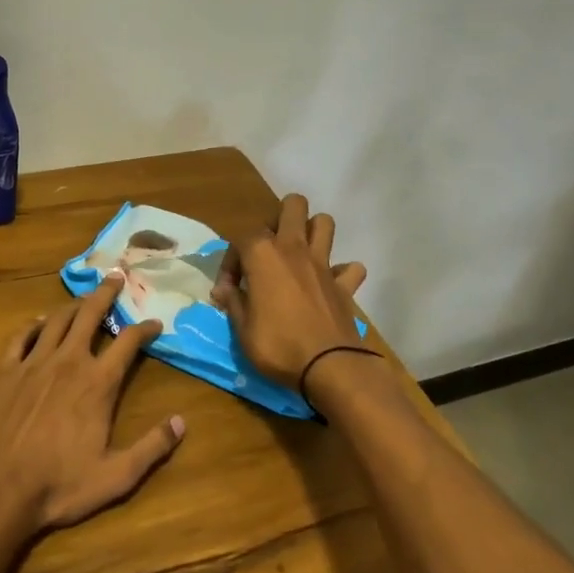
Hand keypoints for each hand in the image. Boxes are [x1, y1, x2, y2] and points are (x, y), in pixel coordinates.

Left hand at [0, 276, 185, 530]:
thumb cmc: (60, 485)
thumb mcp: (117, 476)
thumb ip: (152, 447)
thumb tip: (181, 422)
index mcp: (98, 383)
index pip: (128, 342)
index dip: (145, 328)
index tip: (155, 323)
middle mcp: (68, 361)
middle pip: (90, 315)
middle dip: (106, 293)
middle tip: (115, 277)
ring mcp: (33, 363)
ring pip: (56, 320)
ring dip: (72, 305)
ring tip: (82, 298)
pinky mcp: (5, 371)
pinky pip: (21, 337)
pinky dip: (33, 325)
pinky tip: (39, 323)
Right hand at [212, 193, 367, 386]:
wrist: (329, 366)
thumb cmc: (277, 345)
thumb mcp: (242, 329)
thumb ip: (233, 302)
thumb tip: (223, 289)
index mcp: (263, 255)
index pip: (240, 238)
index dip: (230, 262)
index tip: (228, 290)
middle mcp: (294, 249)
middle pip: (292, 206)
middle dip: (279, 218)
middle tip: (268, 250)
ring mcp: (324, 264)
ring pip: (324, 223)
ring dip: (312, 232)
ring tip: (299, 256)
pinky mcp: (345, 285)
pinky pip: (350, 268)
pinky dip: (342, 273)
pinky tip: (330, 286)